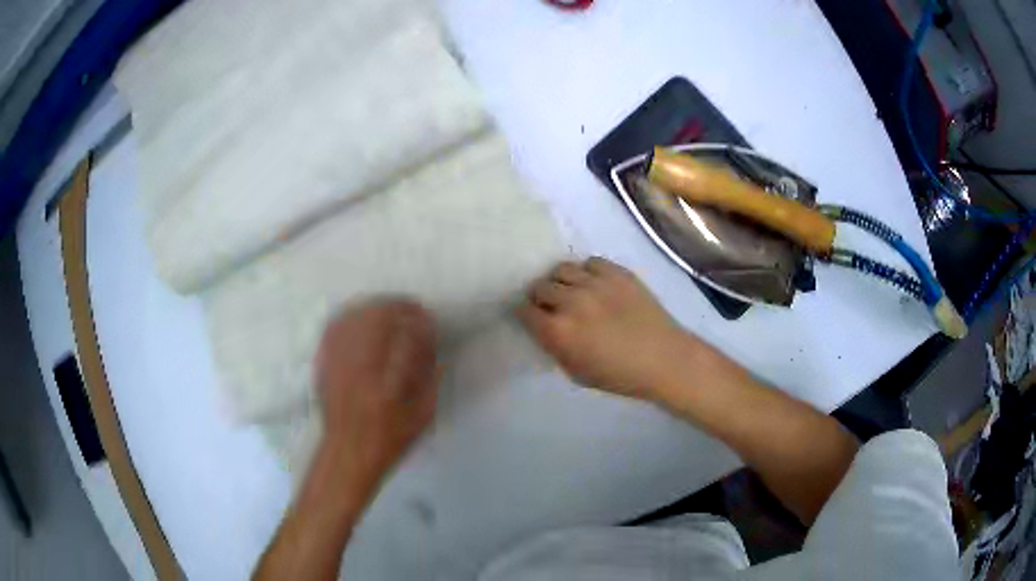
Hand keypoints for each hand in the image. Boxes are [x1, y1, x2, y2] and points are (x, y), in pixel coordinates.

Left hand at [314, 299, 437, 479]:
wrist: (347, 452)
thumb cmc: (389, 440)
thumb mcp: (422, 417)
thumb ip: (431, 381)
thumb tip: (435, 349)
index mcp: (387, 385)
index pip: (405, 338)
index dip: (420, 324)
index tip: (430, 321)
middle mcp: (359, 369)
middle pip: (377, 319)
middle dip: (399, 307)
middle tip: (413, 308)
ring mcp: (337, 363)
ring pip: (355, 317)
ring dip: (376, 307)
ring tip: (391, 308)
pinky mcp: (324, 363)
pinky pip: (334, 327)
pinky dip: (351, 315)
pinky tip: (362, 315)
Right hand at [519, 257, 707, 400]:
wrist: (664, 359)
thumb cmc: (619, 375)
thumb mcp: (576, 372)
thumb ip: (554, 347)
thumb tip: (544, 329)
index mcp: (558, 330)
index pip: (524, 310)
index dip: (526, 315)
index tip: (533, 318)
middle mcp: (571, 301)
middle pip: (540, 287)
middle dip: (542, 298)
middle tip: (553, 307)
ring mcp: (595, 282)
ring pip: (561, 269)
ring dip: (562, 282)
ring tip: (573, 292)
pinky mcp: (617, 272)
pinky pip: (590, 262)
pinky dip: (587, 273)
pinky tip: (596, 285)